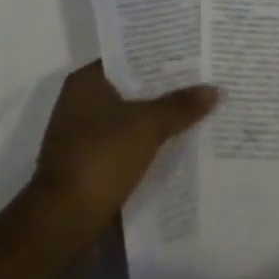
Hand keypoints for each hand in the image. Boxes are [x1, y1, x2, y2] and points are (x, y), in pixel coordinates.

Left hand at [32, 62, 217, 219]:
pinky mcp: (88, 166)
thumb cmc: (101, 159)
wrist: (63, 223)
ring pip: (128, 120)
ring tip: (195, 114)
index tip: (190, 55)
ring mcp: (81, 136)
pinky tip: (174, 149)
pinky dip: (145, 147)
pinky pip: (124, 146)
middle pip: (129, 89)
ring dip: (155, 121)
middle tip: (201, 83)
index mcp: (85, 81)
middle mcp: (79, 102)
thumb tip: (215, 88)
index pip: (127, 57)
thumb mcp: (147, 127)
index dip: (158, 56)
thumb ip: (180, 106)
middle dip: (162, 90)